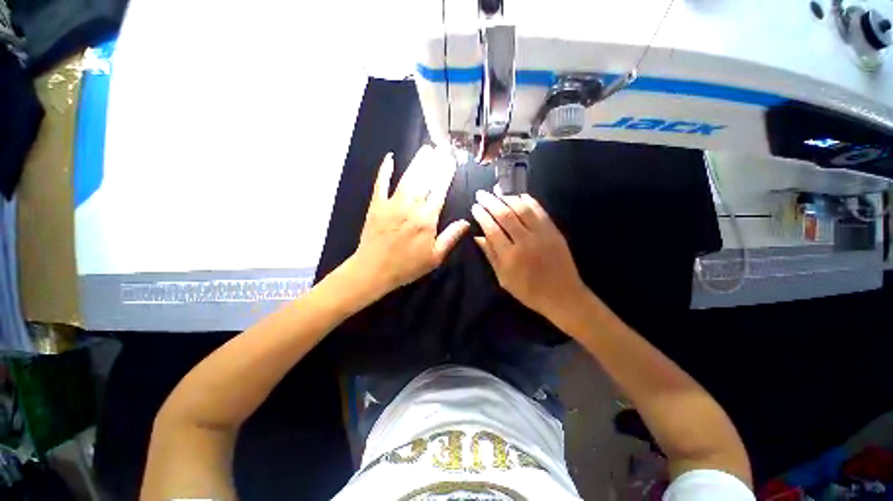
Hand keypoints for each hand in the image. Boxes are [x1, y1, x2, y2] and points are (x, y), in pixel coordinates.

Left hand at [348, 145, 469, 298]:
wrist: (374, 270)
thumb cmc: (407, 266)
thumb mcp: (435, 257)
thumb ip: (451, 237)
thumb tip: (466, 222)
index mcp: (426, 219)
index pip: (439, 192)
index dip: (446, 175)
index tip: (451, 162)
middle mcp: (411, 207)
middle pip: (424, 181)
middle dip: (434, 163)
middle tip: (441, 149)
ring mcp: (392, 204)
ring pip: (407, 178)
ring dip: (417, 163)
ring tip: (426, 149)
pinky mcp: (376, 205)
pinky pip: (380, 184)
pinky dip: (384, 170)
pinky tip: (389, 158)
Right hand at [471, 190, 586, 318]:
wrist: (562, 295)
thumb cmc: (528, 291)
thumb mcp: (504, 278)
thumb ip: (491, 255)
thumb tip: (478, 236)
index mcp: (510, 256)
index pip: (492, 229)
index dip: (482, 215)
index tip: (474, 207)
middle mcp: (525, 241)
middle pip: (505, 215)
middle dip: (490, 202)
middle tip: (481, 194)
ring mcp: (541, 234)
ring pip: (522, 209)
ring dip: (507, 198)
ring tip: (497, 193)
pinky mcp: (554, 231)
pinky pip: (540, 211)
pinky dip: (529, 201)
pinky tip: (520, 195)